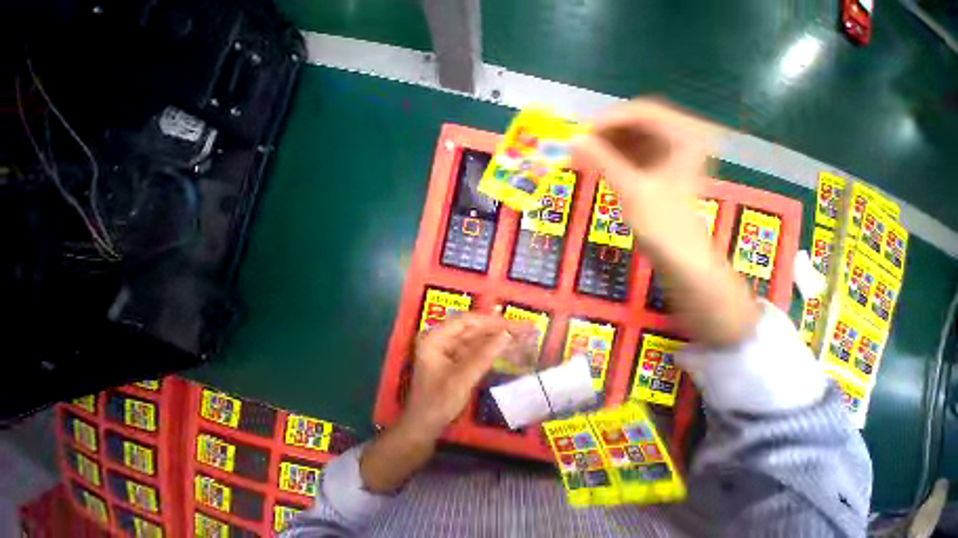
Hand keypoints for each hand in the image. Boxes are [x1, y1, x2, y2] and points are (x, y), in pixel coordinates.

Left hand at [360, 313, 523, 493]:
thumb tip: (507, 335)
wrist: (423, 429)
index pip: (467, 321)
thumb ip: (484, 355)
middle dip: (497, 327)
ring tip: (520, 333)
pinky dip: (491, 347)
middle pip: (473, 327)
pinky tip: (506, 345)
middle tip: (523, 327)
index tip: (513, 324)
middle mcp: (442, 337)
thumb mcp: (462, 380)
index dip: (491, 321)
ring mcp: (448, 347)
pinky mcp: (455, 357)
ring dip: (497, 336)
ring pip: (477, 337)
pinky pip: (476, 348)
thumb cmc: (437, 404)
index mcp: (436, 337)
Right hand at [574, 98, 758, 347]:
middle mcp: (681, 136)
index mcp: (686, 134)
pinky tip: (593, 165)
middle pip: (636, 124)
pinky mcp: (657, 167)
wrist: (678, 254)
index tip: (579, 134)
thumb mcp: (631, 189)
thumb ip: (603, 161)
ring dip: (605, 146)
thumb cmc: (660, 223)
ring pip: (631, 139)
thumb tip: (573, 140)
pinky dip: (611, 158)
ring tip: (579, 157)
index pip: (642, 112)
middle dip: (605, 135)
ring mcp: (669, 152)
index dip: (608, 121)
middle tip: (577, 148)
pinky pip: (630, 154)